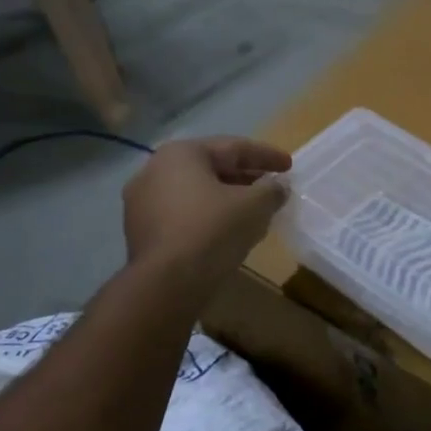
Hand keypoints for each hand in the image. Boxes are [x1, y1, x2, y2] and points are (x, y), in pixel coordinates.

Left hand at [122, 137, 291, 288]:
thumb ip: (271, 190)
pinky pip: (183, 215)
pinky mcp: (141, 231)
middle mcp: (154, 170)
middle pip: (211, 168)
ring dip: (226, 199)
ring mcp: (142, 202)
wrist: (167, 283)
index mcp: (181, 154)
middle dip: (245, 178)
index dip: (266, 156)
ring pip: (196, 193)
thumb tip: (279, 186)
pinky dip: (208, 216)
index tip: (289, 166)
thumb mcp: (254, 206)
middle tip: (272, 187)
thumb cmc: (212, 230)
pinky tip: (228, 231)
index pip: (233, 148)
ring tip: (253, 211)